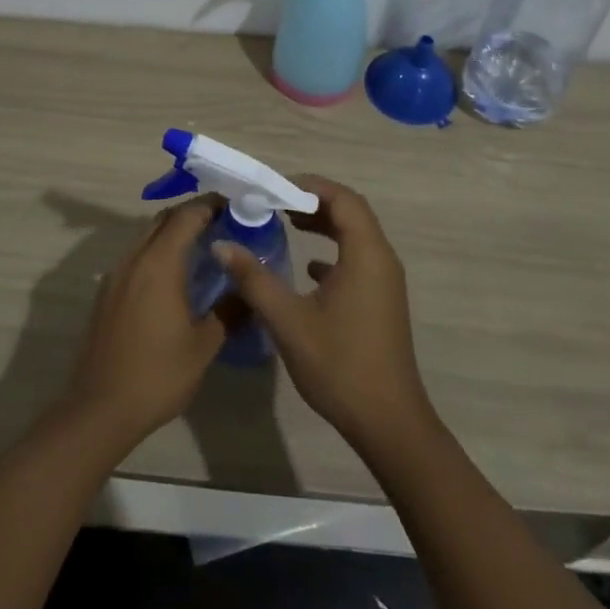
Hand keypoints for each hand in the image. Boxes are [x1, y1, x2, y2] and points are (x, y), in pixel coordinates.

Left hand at [62, 200, 224, 446]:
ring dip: (172, 234)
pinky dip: (157, 253)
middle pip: (163, 220)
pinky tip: (174, 279)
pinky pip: (135, 258)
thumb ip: (229, 310)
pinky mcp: (106, 294)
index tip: (235, 206)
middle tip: (223, 225)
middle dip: (192, 215)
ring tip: (202, 250)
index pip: (186, 216)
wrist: (100, 409)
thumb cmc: (158, 374)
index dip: (211, 205)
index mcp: (159, 263)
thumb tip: (248, 290)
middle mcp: (134, 259)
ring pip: (146, 237)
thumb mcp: (204, 345)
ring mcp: (115, 276)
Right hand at [213, 176, 434, 452]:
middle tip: (276, 202)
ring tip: (286, 224)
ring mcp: (384, 281)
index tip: (274, 189)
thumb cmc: (339, 365)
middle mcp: (381, 259)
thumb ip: (255, 278)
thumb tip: (222, 245)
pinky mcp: (381, 300)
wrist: (387, 421)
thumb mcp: (288, 320)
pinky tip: (307, 268)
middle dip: (314, 201)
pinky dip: (333, 251)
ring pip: (355, 235)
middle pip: (351, 212)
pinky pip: (357, 259)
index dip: (309, 186)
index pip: (342, 199)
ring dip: (323, 224)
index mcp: (366, 254)